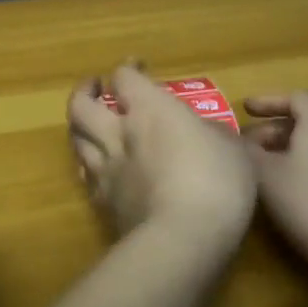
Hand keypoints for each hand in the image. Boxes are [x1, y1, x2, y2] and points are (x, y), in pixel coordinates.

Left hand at [67, 66, 255, 245]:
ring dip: (80, 127)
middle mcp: (118, 133)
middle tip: (96, 89)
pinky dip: (90, 167)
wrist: (182, 239)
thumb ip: (212, 133)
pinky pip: (87, 176)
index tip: (138, 67)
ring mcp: (106, 169)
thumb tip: (202, 132)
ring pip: (75, 138)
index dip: (128, 69)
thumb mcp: (232, 149)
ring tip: (92, 126)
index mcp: (149, 110)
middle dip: (84, 92)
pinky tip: (99, 170)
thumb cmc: (216, 182)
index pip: (124, 77)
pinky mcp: (103, 202)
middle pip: (81, 105)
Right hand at [242, 91, 307, 256]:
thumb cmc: (304, 200)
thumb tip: (236, 139)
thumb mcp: (263, 173)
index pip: (297, 99)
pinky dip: (299, 170)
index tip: (246, 110)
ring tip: (262, 172)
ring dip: (285, 153)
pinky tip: (285, 195)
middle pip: (304, 124)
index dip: (269, 101)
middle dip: (272, 131)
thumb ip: (246, 150)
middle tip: (247, 146)